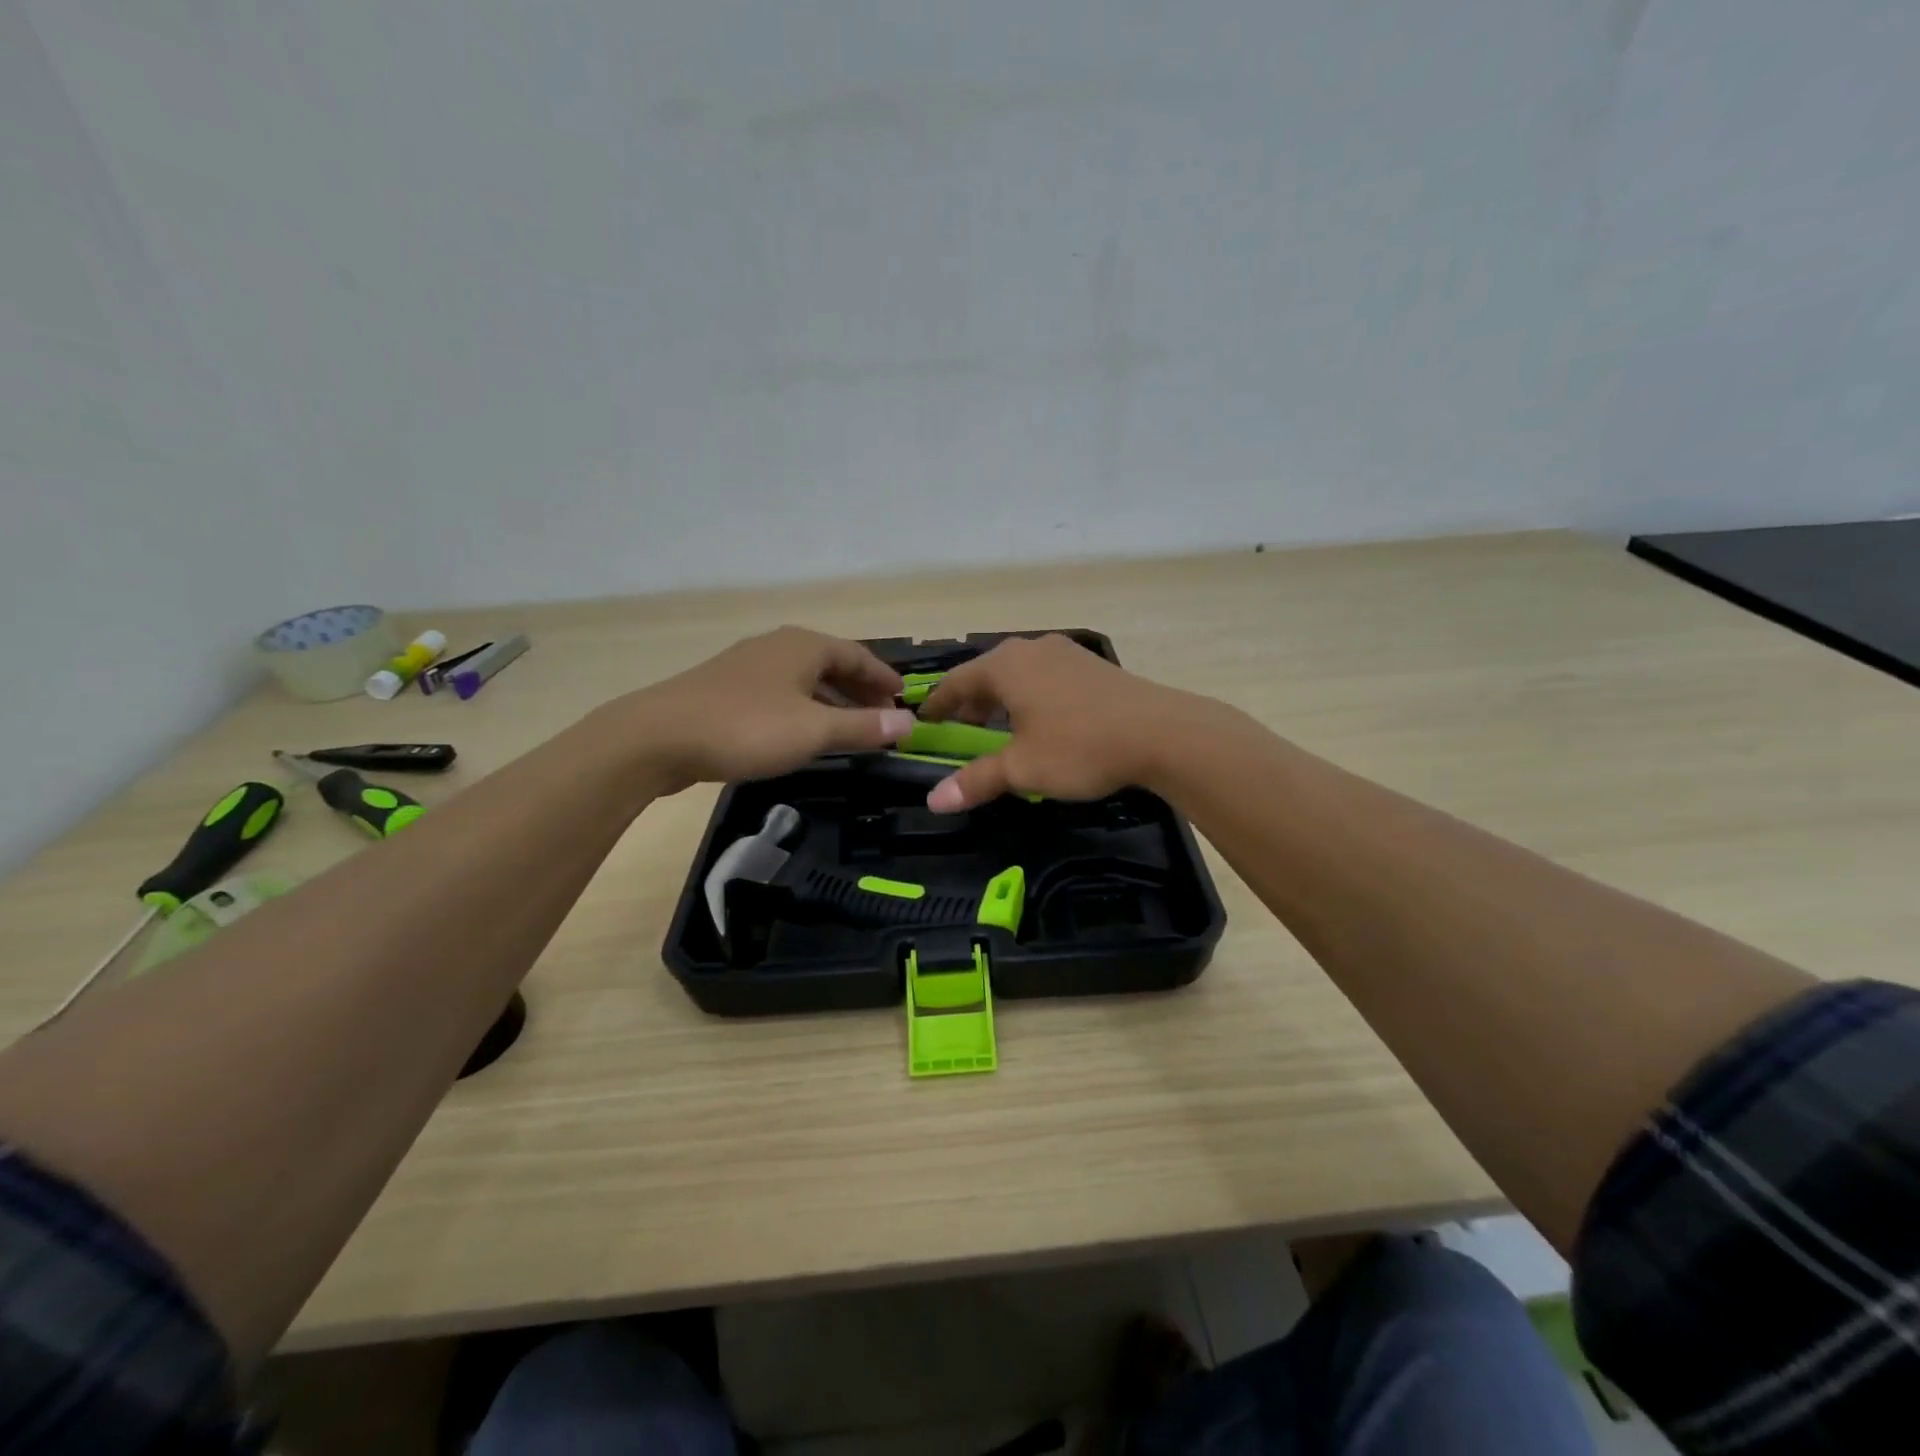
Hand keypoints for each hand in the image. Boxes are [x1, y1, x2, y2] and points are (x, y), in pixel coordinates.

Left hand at [618, 627, 913, 793]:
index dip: (884, 678)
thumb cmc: (747, 727)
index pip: (859, 655)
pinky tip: (804, 734)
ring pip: (805, 680)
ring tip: (851, 730)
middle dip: (861, 691)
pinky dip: (804, 709)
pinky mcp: (726, 690)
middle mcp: (778, 646)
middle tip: (883, 719)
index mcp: (804, 646)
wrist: (657, 738)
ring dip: (833, 702)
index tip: (905, 700)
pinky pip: (781, 694)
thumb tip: (909, 723)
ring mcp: (749, 666)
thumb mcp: (814, 731)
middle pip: (832, 664)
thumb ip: (863, 726)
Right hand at [916, 635, 1215, 810]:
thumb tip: (934, 801)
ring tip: (1000, 732)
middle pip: (987, 675)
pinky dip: (1030, 698)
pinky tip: (1042, 723)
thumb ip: (977, 780)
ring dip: (1002, 702)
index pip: (956, 682)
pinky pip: (1045, 678)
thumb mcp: (1023, 769)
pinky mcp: (1091, 665)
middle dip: (970, 705)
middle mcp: (1031, 650)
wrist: (1161, 732)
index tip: (923, 724)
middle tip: (962, 734)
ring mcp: (1065, 654)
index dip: (937, 705)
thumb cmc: (1080, 746)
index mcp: (1005, 666)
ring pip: (1018, 675)